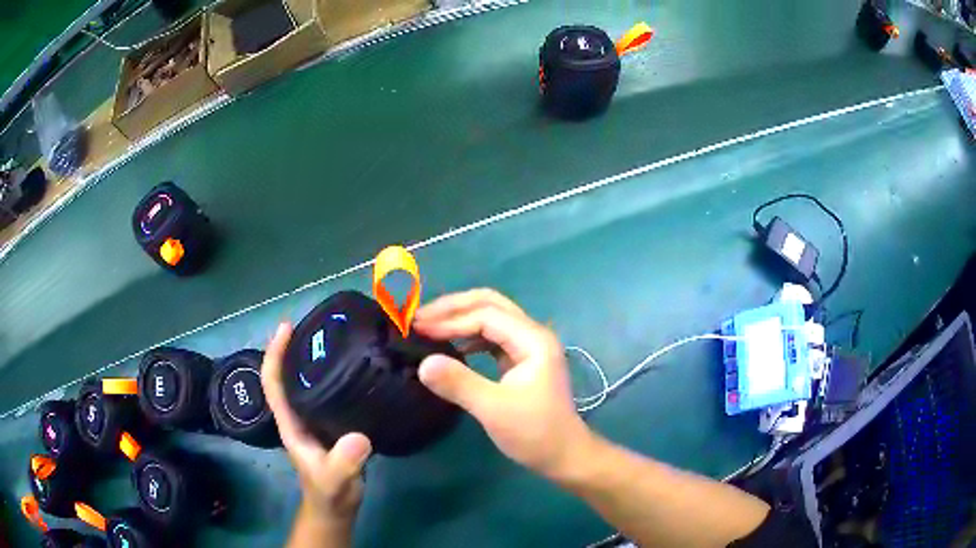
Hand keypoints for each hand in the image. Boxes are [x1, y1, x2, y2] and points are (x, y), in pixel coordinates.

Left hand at [262, 323, 371, 532]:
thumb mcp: (336, 480)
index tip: (286, 327)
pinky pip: (324, 393)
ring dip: (310, 359)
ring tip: (333, 338)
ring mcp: (312, 420)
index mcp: (290, 424)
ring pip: (303, 383)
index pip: (272, 383)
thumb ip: (343, 463)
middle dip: (292, 348)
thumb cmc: (330, 494)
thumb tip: (358, 438)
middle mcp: (297, 416)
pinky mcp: (329, 425)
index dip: (274, 354)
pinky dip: (330, 376)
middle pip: (286, 375)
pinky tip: (350, 368)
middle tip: (316, 324)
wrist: (336, 508)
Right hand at [414, 289, 592, 478]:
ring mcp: (528, 346)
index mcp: (533, 340)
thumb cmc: (534, 433)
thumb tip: (423, 362)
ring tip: (428, 328)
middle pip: (490, 304)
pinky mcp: (521, 359)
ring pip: (490, 317)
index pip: (486, 315)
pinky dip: (468, 335)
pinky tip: (451, 346)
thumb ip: (459, 383)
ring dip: (459, 318)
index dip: (450, 320)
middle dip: (453, 308)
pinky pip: (491, 336)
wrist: (563, 455)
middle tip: (419, 318)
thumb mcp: (494, 409)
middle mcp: (532, 334)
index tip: (417, 329)